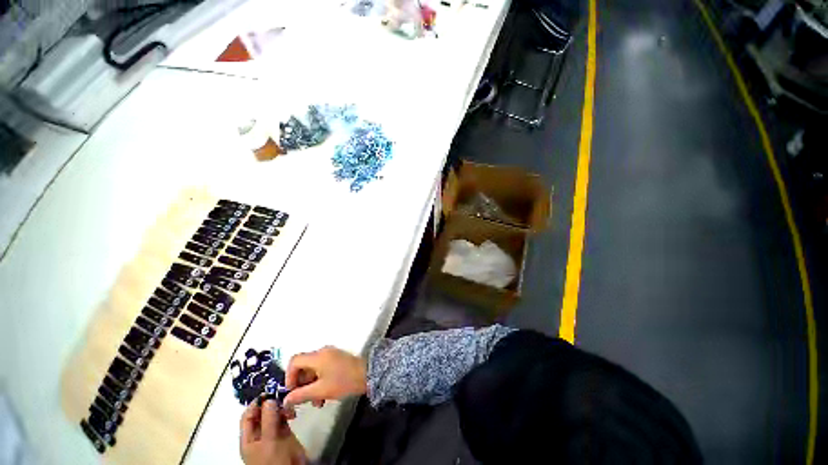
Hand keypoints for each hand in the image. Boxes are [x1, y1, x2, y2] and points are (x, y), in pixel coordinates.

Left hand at [240, 399, 305, 464]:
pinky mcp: (284, 433)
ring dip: (281, 406)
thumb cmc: (273, 461)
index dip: (256, 403)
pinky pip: (283, 418)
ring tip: (289, 404)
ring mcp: (272, 433)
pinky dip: (287, 412)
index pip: (248, 416)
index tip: (269, 392)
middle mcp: (259, 433)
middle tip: (282, 394)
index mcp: (249, 438)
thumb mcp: (269, 441)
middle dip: (270, 402)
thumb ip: (268, 420)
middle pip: (261, 413)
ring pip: (273, 414)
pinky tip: (293, 411)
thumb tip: (269, 398)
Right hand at [283, 346, 366, 409]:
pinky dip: (319, 381)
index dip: (289, 376)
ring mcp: (331, 354)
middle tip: (303, 400)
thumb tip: (285, 400)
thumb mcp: (320, 391)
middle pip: (303, 366)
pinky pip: (322, 369)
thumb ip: (301, 395)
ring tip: (317, 403)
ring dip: (311, 386)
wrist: (368, 374)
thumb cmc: (343, 381)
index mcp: (317, 356)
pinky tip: (324, 396)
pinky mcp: (337, 359)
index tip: (291, 392)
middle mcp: (323, 352)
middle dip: (301, 384)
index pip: (294, 361)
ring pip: (313, 369)